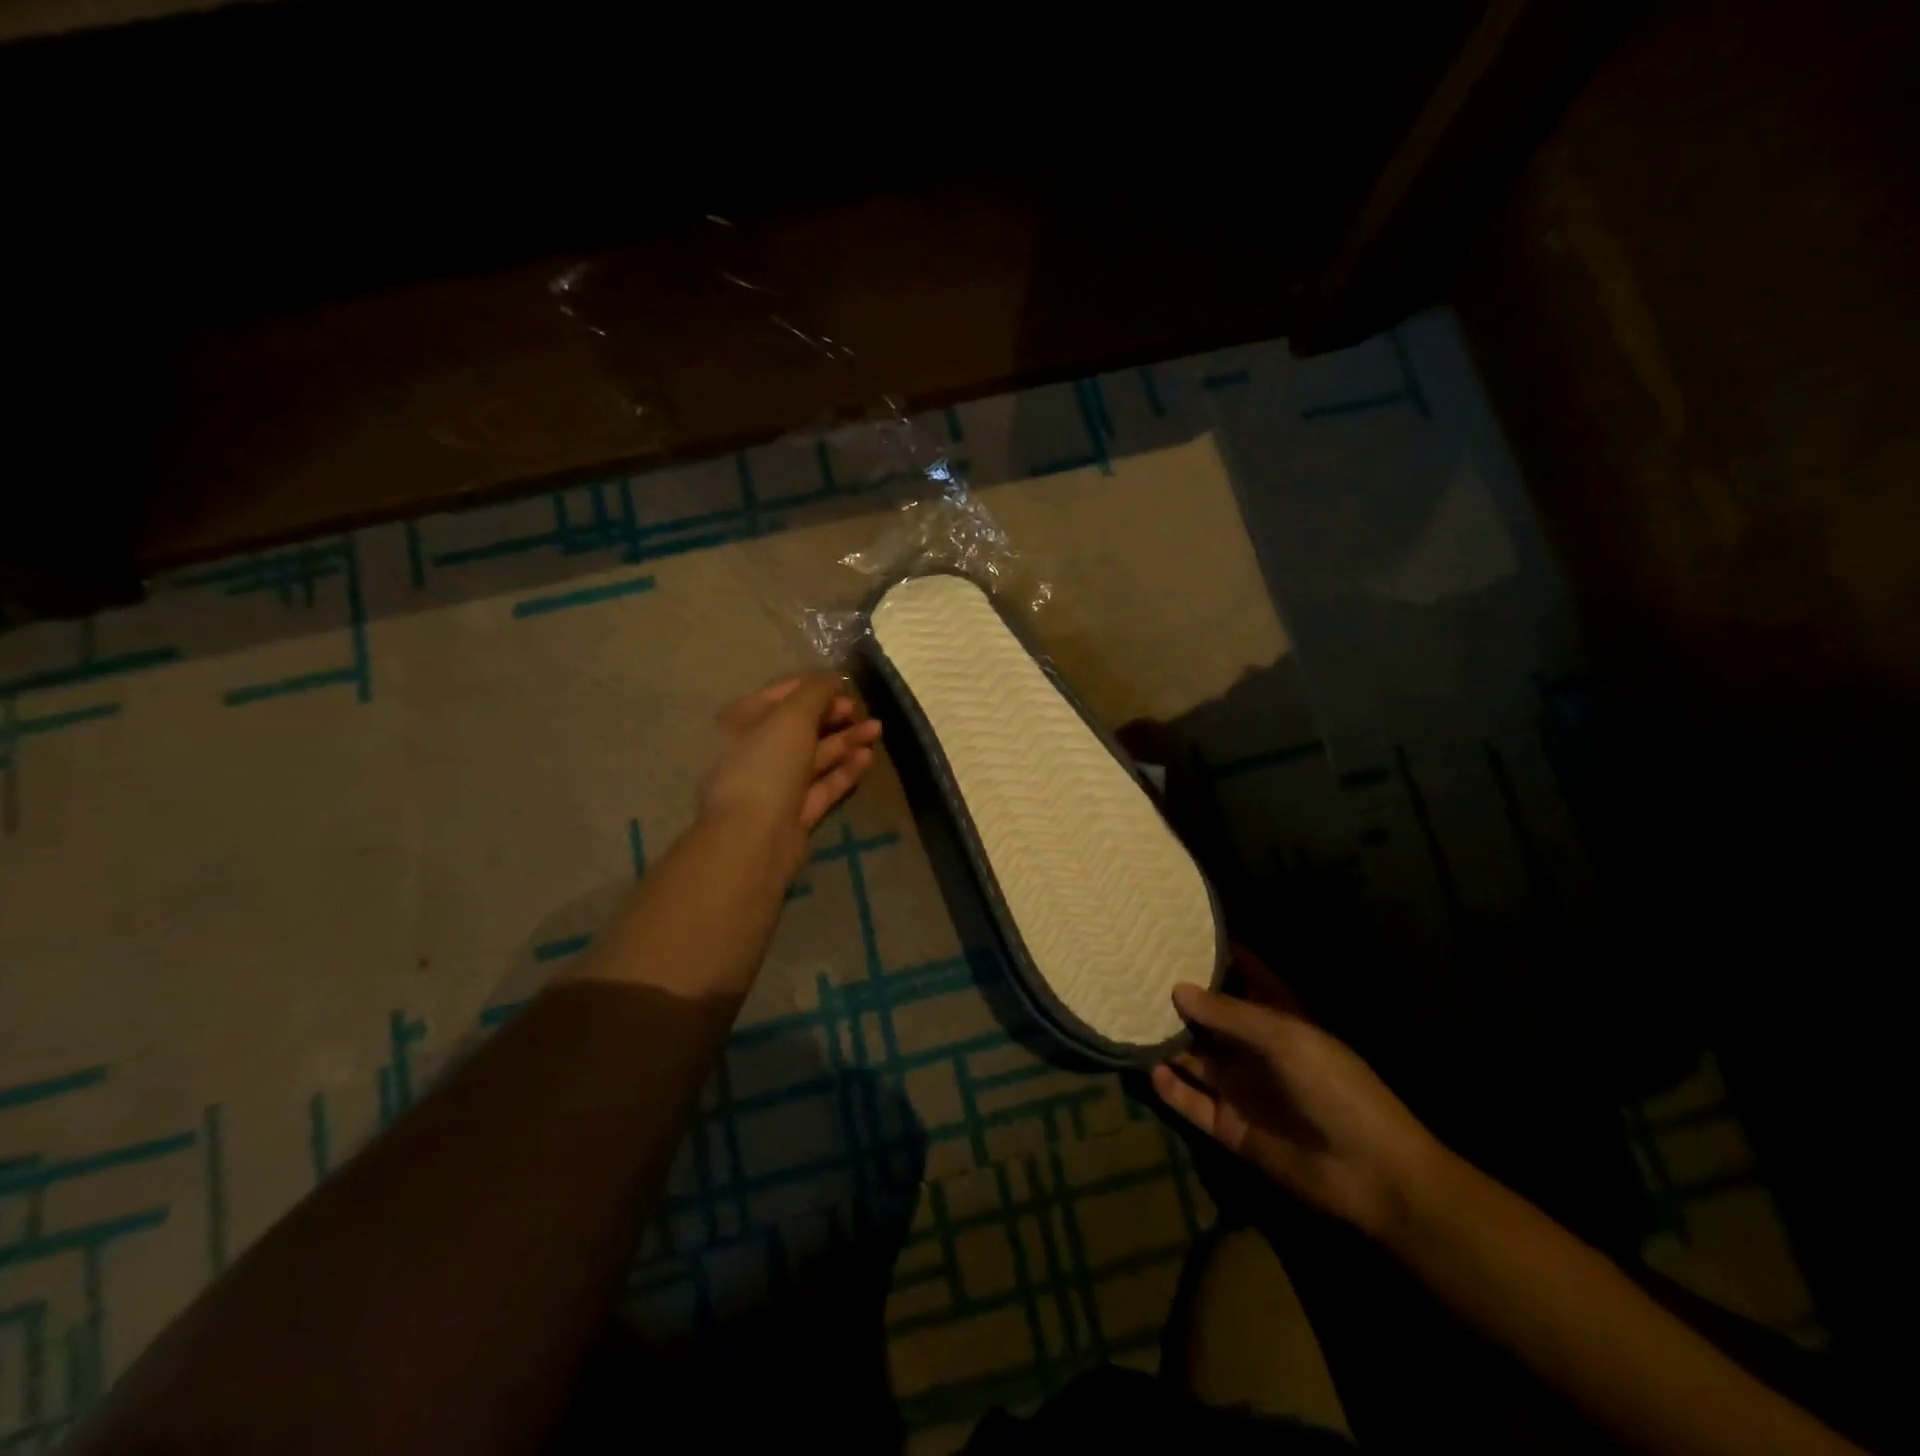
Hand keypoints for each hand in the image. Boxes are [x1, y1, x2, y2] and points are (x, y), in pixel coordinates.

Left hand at [699, 675, 881, 879]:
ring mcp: (777, 783)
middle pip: (801, 725)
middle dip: (833, 714)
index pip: (782, 693)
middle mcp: (757, 749)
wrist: (753, 837)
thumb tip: (834, 677)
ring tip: (877, 730)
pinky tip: (868, 757)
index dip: (814, 686)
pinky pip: (824, 784)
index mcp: (743, 721)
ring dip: (846, 740)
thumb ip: (816, 691)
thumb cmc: (766, 764)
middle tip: (860, 709)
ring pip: (816, 755)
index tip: (845, 684)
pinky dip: (845, 770)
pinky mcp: (796, 811)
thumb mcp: (792, 716)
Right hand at [1152, 967, 1442, 1240]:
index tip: (1176, 935)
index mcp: (1278, 1020)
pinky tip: (1150, 1069)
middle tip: (1134, 976)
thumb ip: (1229, 1014)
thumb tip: (1177, 988)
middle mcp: (1254, 1050)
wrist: (1371, 1173)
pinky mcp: (1230, 1127)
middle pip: (1209, 1020)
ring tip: (1129, 1020)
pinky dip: (1170, 1088)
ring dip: (1167, 1043)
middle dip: (1179, 1000)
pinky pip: (1191, 1102)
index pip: (1243, 978)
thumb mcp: (1284, 1038)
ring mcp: (1241, 1088)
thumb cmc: (1335, 1087)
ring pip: (1194, 1058)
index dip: (1216, 958)